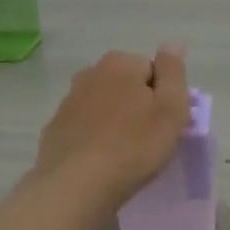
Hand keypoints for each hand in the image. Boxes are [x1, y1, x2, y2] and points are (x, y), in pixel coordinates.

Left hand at [33, 46, 191, 214]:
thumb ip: (174, 73)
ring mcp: (68, 101)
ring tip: (124, 153)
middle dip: (137, 106)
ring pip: (103, 105)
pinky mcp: (55, 129)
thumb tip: (172, 44)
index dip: (163, 97)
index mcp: (120, 63)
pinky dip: (94, 138)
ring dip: (115, 121)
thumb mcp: (171, 108)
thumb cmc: (135, 146)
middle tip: (147, 140)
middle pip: (126, 85)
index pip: (152, 70)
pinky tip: (101, 161)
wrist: (77, 185)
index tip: (164, 123)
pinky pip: (84, 127)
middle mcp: (90, 73)